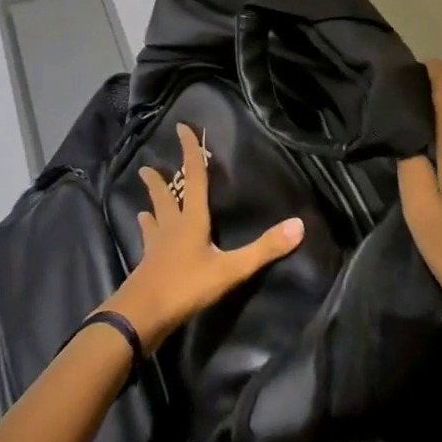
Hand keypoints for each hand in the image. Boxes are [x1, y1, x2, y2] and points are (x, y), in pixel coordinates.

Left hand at [105, 121, 304, 350]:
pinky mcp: (147, 265)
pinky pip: (148, 242)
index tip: (180, 128)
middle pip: (165, 196)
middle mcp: (172, 226)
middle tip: (147, 167)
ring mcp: (156, 246)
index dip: (190, 152)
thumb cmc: (187, 286)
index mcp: (192, 220)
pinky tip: (145, 238)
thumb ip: (263, 249)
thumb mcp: (231, 269)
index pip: (194, 178)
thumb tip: (299, 224)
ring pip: (154, 218)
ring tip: (146, 202)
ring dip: (152, 206)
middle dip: (158, 180)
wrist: (143, 314)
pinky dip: (148, 233)